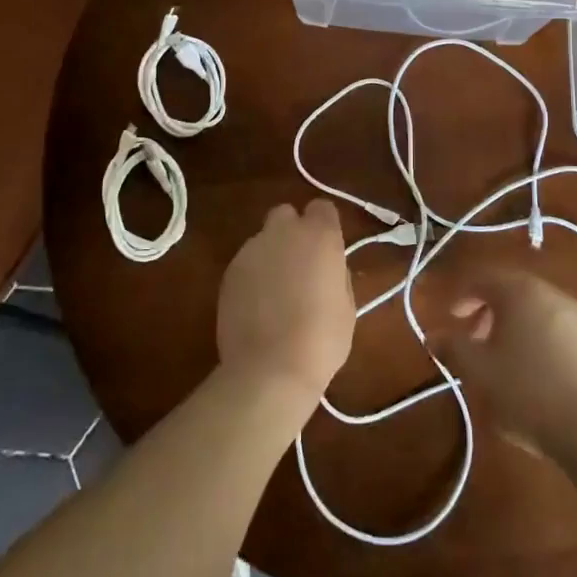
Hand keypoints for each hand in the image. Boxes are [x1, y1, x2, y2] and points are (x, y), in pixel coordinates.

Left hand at [216, 200, 354, 410]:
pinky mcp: (229, 272)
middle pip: (286, 214)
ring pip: (263, 239)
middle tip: (300, 265)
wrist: (269, 369)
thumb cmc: (321, 339)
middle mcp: (283, 233)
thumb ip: (337, 274)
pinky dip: (253, 275)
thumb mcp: (347, 306)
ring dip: (271, 254)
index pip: (322, 207)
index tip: (327, 249)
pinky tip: (257, 306)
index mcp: (319, 236)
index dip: (325, 225)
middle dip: (292, 231)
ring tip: (276, 292)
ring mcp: (251, 250)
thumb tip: (328, 268)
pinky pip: (246, 263)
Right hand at [432, 264, 576, 456]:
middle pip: (514, 291)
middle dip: (490, 310)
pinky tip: (538, 370)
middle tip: (475, 339)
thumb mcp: (479, 372)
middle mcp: (552, 294)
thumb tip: (434, 335)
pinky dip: (541, 338)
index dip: (464, 295)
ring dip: (516, 325)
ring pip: (538, 309)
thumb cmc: (527, 392)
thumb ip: (453, 347)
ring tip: (506, 358)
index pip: (485, 279)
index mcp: (521, 292)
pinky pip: (559, 328)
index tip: (452, 318)